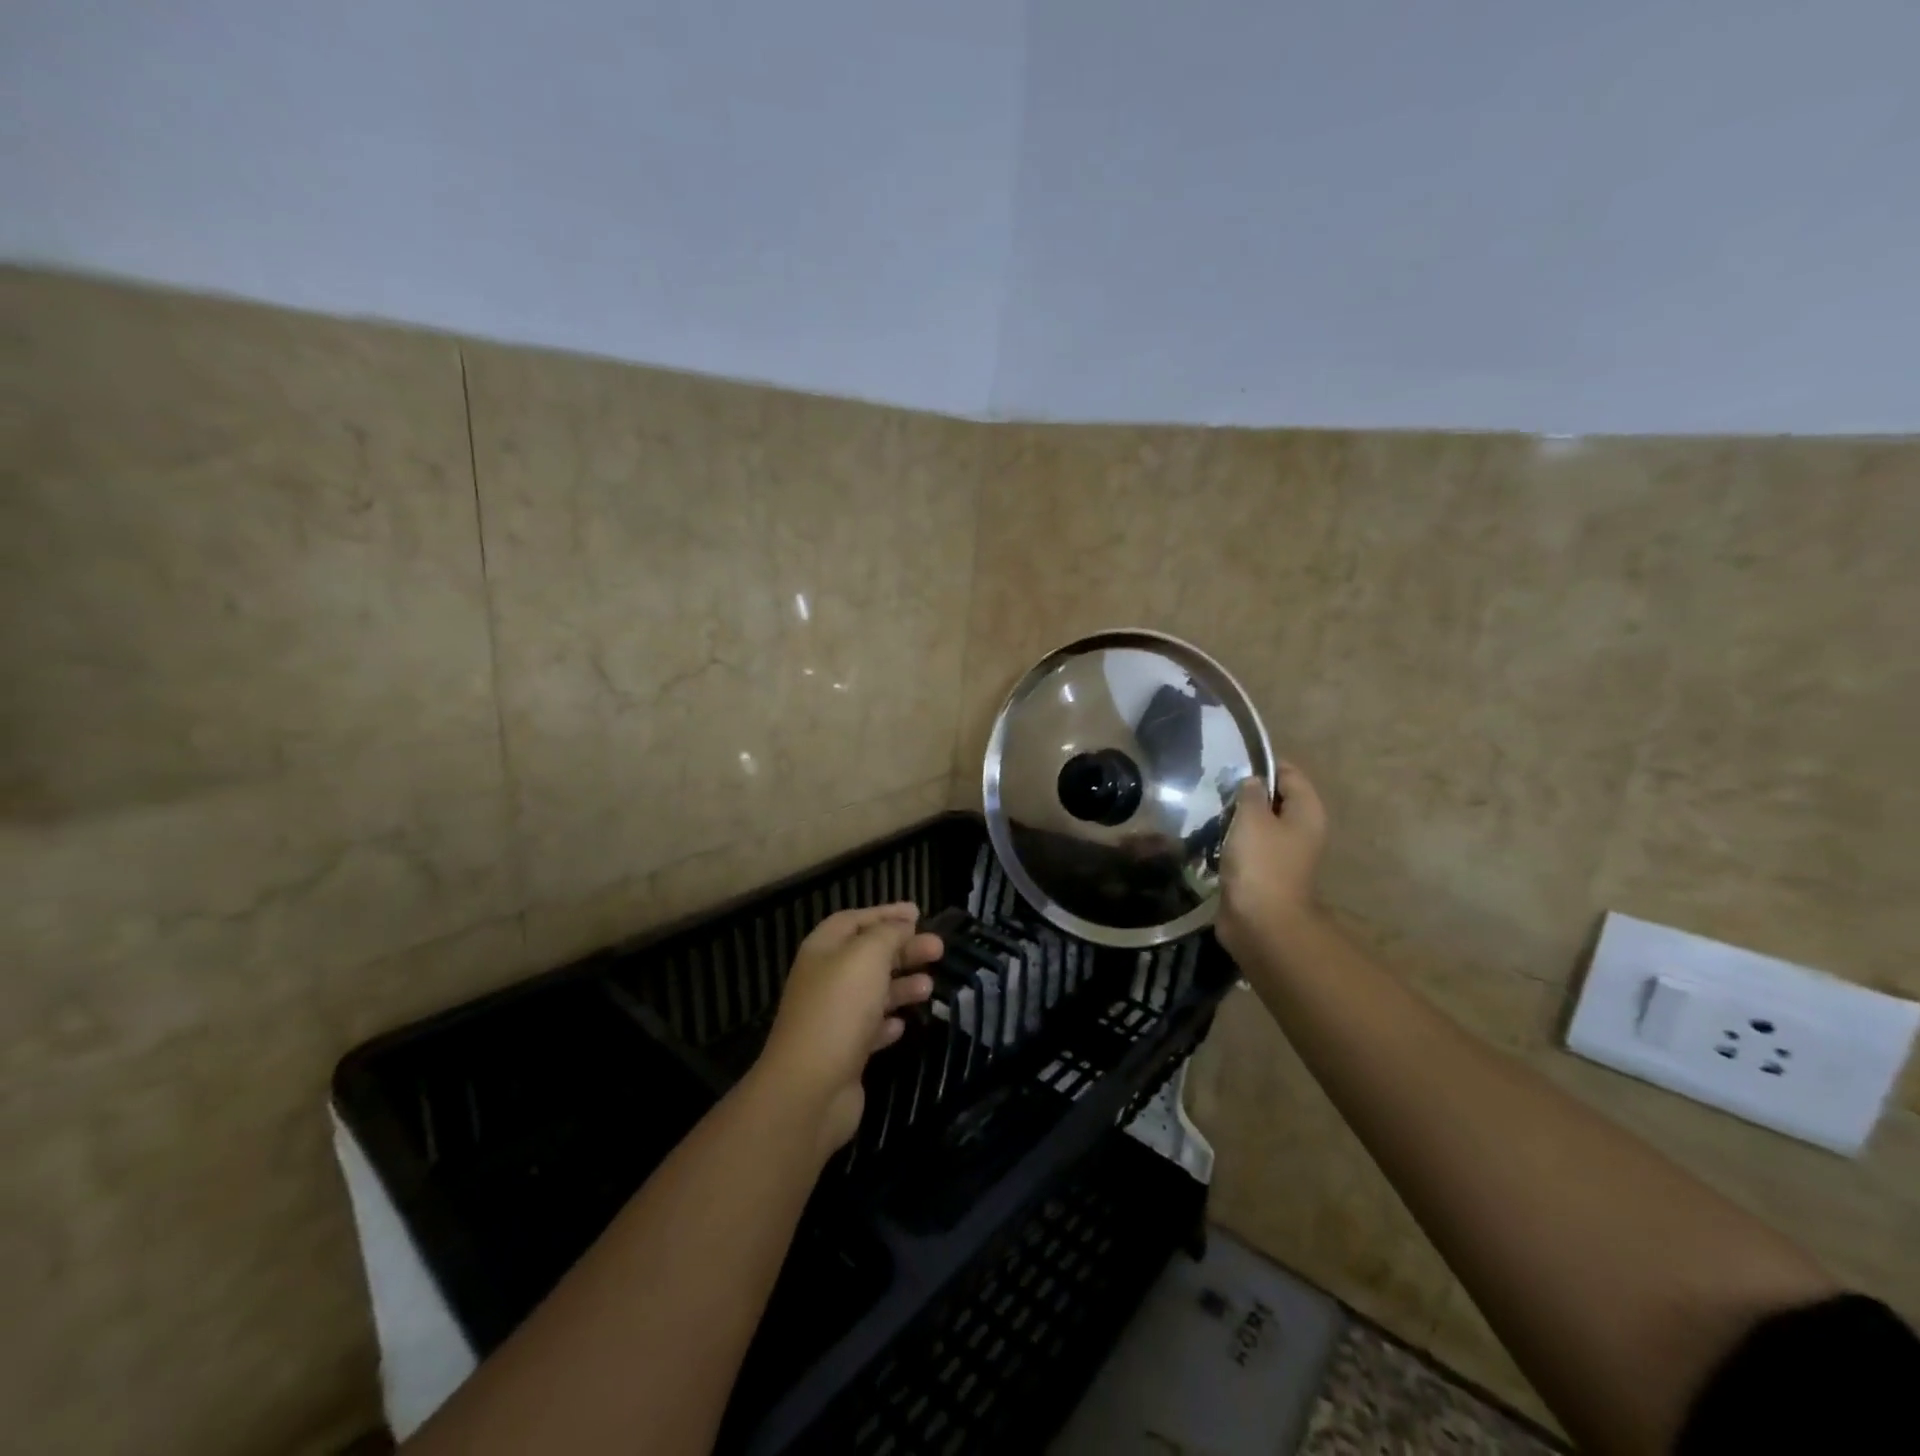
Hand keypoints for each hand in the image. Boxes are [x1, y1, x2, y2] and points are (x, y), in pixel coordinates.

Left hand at [753, 903, 940, 1154]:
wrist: (810, 1088)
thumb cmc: (839, 1009)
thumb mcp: (867, 956)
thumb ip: (888, 934)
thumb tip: (902, 924)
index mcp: (823, 950)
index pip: (855, 920)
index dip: (886, 914)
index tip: (919, 913)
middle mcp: (824, 980)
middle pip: (868, 956)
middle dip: (903, 949)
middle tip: (938, 949)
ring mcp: (832, 1018)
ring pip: (872, 992)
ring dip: (901, 985)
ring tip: (930, 987)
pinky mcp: (843, 1052)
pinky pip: (869, 1029)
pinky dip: (887, 1022)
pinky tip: (902, 1024)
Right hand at [1217, 762, 1328, 964]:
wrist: (1261, 922)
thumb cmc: (1261, 863)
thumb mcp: (1252, 818)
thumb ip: (1250, 793)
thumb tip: (1252, 781)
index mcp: (1307, 812)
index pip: (1289, 774)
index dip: (1263, 764)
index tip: (1231, 762)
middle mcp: (1300, 830)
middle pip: (1274, 798)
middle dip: (1246, 792)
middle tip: (1214, 786)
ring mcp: (1282, 854)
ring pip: (1258, 824)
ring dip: (1236, 818)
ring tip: (1208, 809)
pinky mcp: (1263, 872)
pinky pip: (1247, 847)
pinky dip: (1231, 841)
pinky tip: (1209, 837)